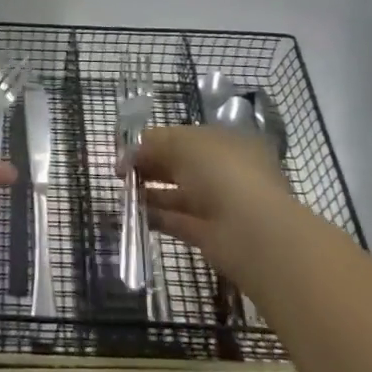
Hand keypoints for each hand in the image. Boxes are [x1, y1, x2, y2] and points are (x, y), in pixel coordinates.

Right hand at [135, 125, 297, 287]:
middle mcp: (225, 171)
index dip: (156, 140)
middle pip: (181, 164)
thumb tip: (129, 154)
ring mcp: (219, 204)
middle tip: (120, 170)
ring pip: (178, 193)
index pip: (186, 137)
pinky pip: (177, 220)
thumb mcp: (182, 143)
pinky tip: (131, 213)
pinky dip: (155, 216)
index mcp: (226, 142)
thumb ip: (153, 144)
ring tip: (121, 191)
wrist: (251, 230)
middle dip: (150, 164)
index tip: (127, 147)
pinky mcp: (210, 234)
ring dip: (150, 191)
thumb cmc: (220, 172)